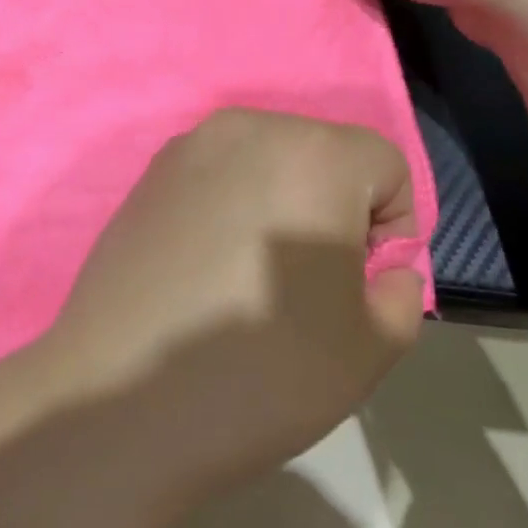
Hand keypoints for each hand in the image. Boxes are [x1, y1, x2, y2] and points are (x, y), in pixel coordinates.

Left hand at [32, 108, 423, 496]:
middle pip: (323, 155)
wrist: (124, 397)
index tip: (359, 284)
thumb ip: (403, 290)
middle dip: (334, 209)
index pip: (385, 166)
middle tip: (308, 282)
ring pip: (267, 163)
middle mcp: (249, 129)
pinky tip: (204, 272)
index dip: (391, 228)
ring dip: (280, 204)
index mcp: (314, 154)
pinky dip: (229, 209)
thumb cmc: (264, 371)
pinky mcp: (147, 177)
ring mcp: (187, 148)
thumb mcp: (372, 345)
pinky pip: (216, 178)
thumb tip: (383, 269)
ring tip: (252, 277)